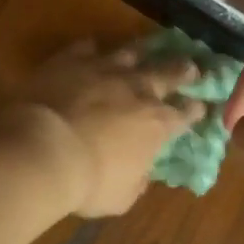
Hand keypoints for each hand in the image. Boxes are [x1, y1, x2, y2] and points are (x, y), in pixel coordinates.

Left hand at [11, 39, 204, 216]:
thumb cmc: (87, 182)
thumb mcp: (121, 196)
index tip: (200, 106)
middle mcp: (138, 89)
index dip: (194, 110)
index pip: (185, 114)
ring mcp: (105, 69)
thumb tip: (140, 176)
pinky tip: (92, 48)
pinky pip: (86, 47)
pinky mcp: (72, 60)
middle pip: (168, 73)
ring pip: (131, 53)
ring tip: (147, 50)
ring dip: (141, 53)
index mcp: (156, 124)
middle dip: (183, 71)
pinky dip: (91, 50)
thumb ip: (135, 181)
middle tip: (192, 66)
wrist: (43, 150)